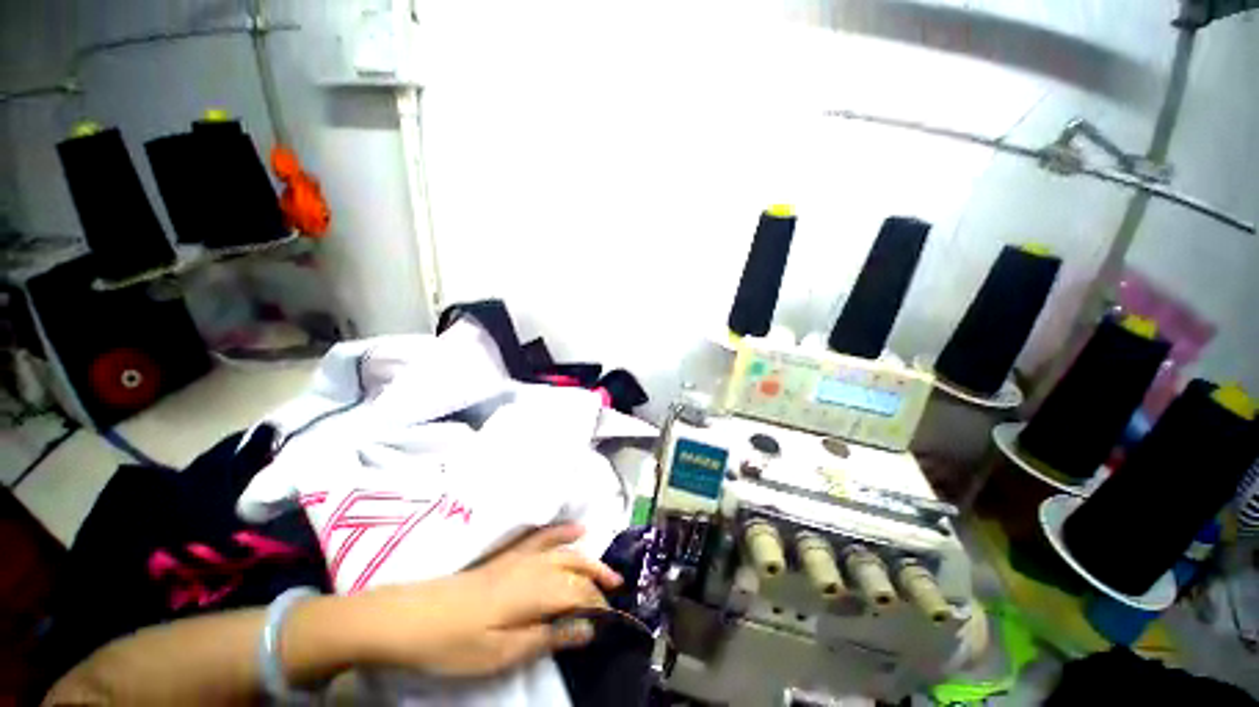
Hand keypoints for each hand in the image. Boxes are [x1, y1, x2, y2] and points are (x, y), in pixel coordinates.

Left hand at [353, 524, 622, 676]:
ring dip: (586, 555)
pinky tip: (572, 529)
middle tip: (617, 589)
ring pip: (563, 548)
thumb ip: (547, 636)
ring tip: (604, 565)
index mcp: (534, 590)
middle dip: (598, 576)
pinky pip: (541, 536)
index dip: (599, 604)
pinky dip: (561, 531)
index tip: (613, 618)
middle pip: (575, 565)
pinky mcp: (506, 555)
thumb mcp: (501, 653)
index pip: (579, 592)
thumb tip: (588, 628)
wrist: (409, 617)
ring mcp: (518, 556)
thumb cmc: (455, 643)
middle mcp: (532, 565)